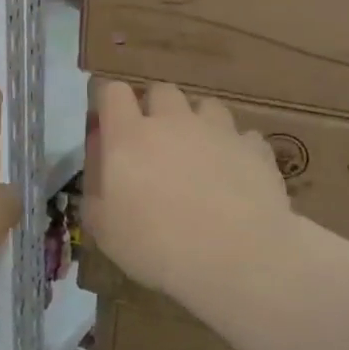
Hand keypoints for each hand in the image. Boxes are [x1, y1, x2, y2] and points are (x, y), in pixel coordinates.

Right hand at [85, 81, 292, 299]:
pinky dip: (235, 150)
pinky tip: (235, 177)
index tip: (111, 129)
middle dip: (155, 110)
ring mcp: (218, 131)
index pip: (114, 92)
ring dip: (198, 124)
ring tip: (199, 156)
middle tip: (156, 146)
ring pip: (205, 106)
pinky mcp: (255, 148)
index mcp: (129, 137)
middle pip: (161, 91)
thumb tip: (99, 155)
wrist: (235, 258)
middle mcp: (173, 122)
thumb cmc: (156, 246)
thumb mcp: (102, 227)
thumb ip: (94, 183)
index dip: (111, 105)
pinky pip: (242, 137)